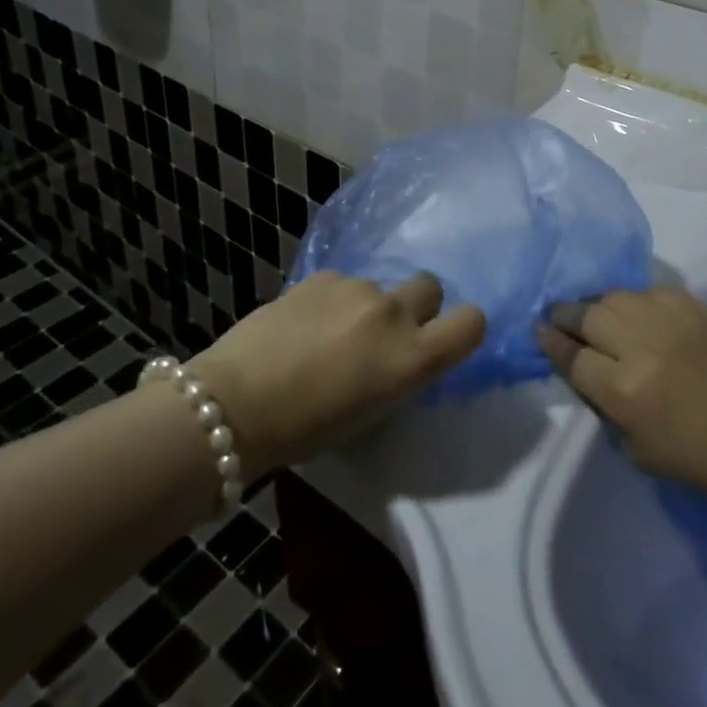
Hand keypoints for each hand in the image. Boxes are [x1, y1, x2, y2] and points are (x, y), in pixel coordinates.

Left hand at [194, 272, 485, 479]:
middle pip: (431, 287)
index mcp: (412, 358)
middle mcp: (394, 314)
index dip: (464, 327)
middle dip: (416, 306)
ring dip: (366, 306)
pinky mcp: (322, 276)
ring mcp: (357, 288)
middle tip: (381, 334)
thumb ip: (400, 373)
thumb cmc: (307, 430)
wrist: (235, 402)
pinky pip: (343, 283)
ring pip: (380, 287)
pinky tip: (302, 324)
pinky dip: (332, 300)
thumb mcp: (372, 413)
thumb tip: (401, 355)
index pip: (472, 323)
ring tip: (326, 335)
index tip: (443, 338)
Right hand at [539, 287, 706, 513]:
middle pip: (586, 315)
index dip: (550, 342)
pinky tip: (638, 313)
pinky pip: (651, 290)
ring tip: (597, 314)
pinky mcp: (696, 307)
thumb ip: (605, 405)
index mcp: (623, 390)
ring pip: (616, 296)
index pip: (571, 356)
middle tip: (559, 317)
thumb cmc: (702, 462)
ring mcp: (671, 320)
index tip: (539, 331)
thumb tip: (585, 370)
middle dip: (566, 316)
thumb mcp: (637, 449)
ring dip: (599, 306)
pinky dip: (637, 301)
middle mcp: (641, 346)